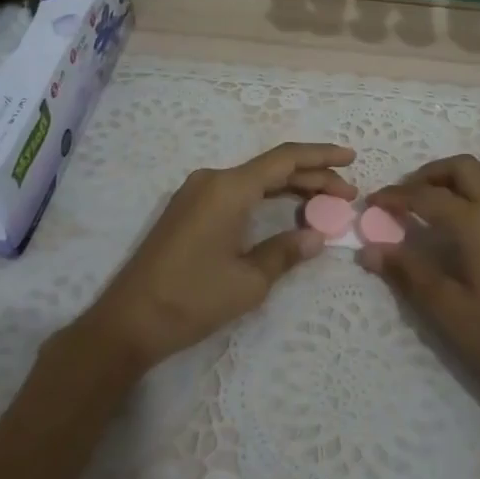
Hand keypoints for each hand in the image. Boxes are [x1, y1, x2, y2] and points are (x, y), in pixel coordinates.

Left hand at [74, 142, 355, 372]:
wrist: (128, 322)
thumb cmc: (192, 299)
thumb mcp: (248, 281)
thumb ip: (286, 252)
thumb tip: (317, 236)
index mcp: (229, 188)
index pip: (285, 159)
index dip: (321, 156)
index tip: (351, 158)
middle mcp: (212, 179)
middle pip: (272, 168)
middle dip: (312, 177)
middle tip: (347, 193)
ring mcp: (197, 193)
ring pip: (254, 180)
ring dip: (290, 188)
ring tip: (325, 202)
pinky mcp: (188, 210)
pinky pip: (237, 193)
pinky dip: (266, 198)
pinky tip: (285, 212)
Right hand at [361, 156, 479, 418]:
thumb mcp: (447, 310)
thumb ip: (407, 272)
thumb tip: (369, 250)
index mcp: (476, 223)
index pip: (427, 197)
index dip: (396, 196)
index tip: (373, 202)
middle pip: (464, 168)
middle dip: (431, 173)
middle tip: (408, 194)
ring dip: (469, 173)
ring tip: (448, 194)